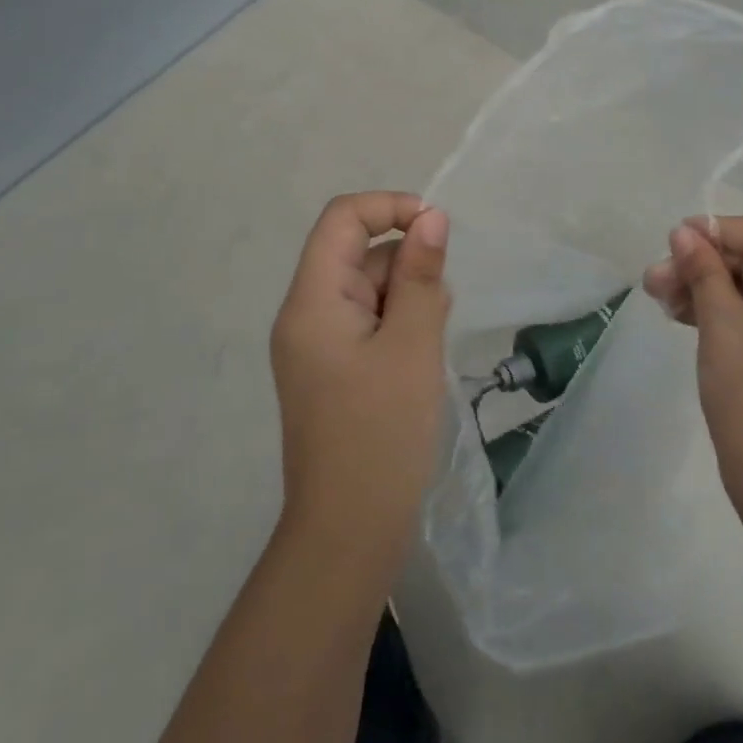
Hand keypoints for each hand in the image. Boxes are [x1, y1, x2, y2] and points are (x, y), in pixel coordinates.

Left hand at [269, 193, 450, 579]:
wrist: (349, 535)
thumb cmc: (382, 434)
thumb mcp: (412, 345)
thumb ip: (421, 275)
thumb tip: (431, 217)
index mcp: (312, 301)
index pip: (342, 218)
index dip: (390, 208)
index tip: (436, 231)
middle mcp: (306, 314)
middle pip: (358, 253)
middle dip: (407, 266)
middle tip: (436, 312)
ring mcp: (317, 344)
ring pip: (369, 287)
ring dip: (408, 298)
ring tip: (429, 344)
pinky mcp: (333, 369)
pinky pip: (368, 321)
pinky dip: (400, 325)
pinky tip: (421, 358)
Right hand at [644, 216, 742, 530]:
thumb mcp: (722, 324)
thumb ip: (702, 270)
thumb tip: (683, 233)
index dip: (722, 229)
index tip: (677, 239)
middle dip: (704, 263)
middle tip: (656, 276)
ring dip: (704, 287)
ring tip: (658, 295)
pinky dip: (718, 312)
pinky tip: (679, 314)